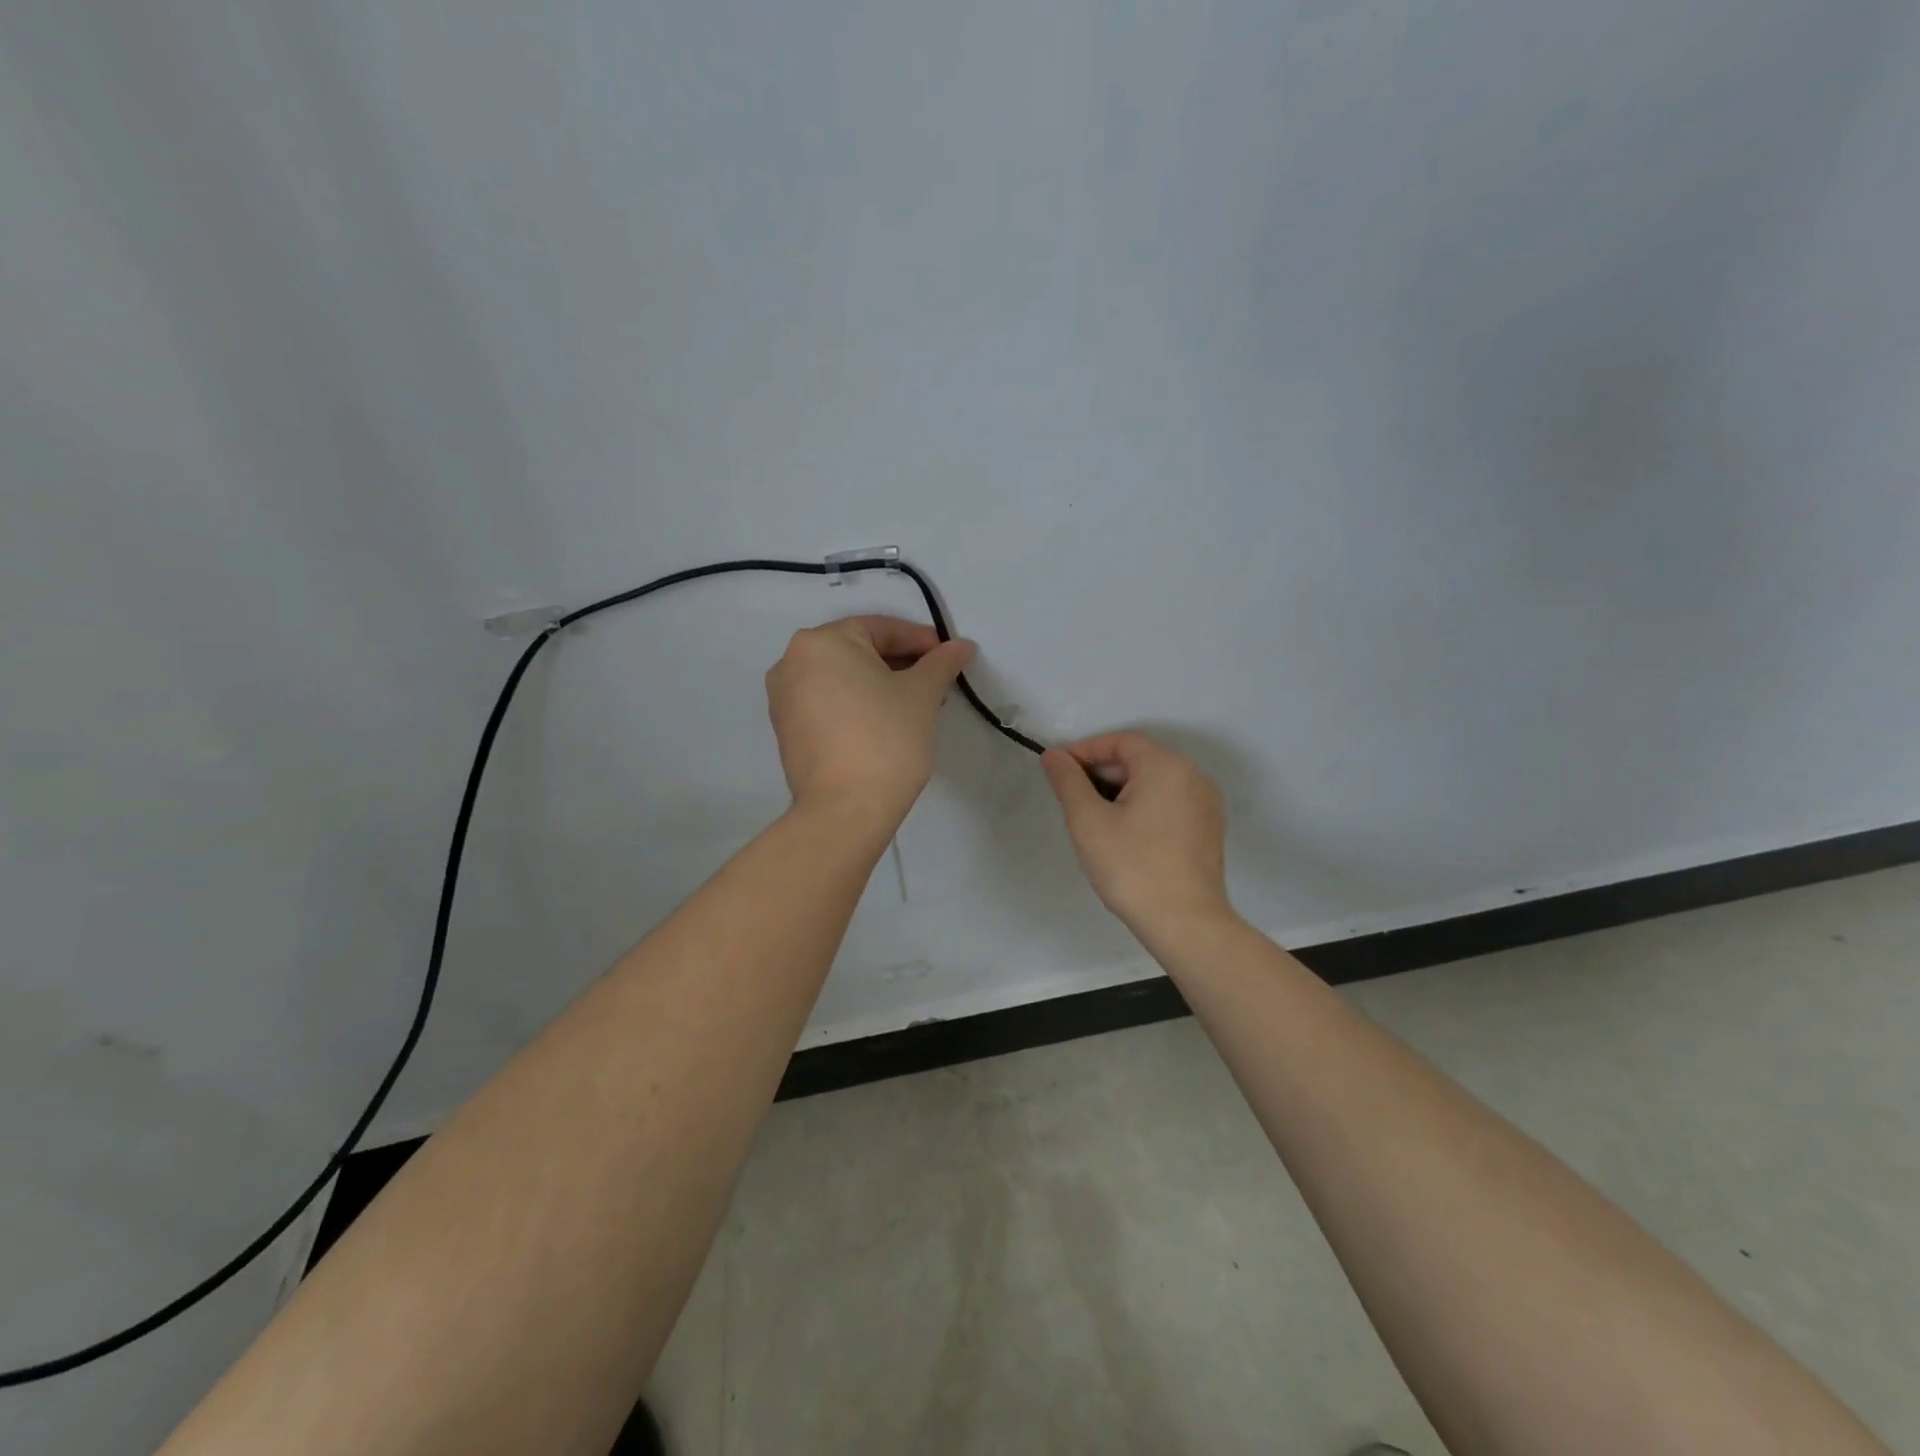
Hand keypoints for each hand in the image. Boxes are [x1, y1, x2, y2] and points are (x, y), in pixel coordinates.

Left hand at [766, 615, 973, 829]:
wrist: (845, 810)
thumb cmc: (886, 738)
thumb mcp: (921, 694)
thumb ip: (941, 663)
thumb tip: (961, 646)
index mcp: (820, 642)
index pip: (880, 628)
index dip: (920, 640)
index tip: (949, 656)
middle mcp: (792, 662)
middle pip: (858, 651)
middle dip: (900, 664)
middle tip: (936, 681)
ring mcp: (784, 698)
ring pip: (843, 678)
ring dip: (880, 685)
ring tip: (916, 704)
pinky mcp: (787, 730)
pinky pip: (828, 702)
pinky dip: (857, 704)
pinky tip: (886, 722)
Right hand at [1041, 732, 1234, 937]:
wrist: (1186, 924)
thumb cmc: (1133, 867)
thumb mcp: (1088, 821)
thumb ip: (1068, 782)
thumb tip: (1053, 756)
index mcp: (1166, 766)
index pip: (1118, 742)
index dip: (1083, 752)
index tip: (1056, 772)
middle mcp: (1193, 776)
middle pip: (1137, 761)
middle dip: (1100, 775)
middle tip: (1070, 801)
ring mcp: (1206, 805)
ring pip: (1152, 785)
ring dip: (1118, 794)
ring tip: (1092, 821)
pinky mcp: (1208, 830)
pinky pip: (1168, 805)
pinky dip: (1141, 809)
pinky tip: (1122, 837)